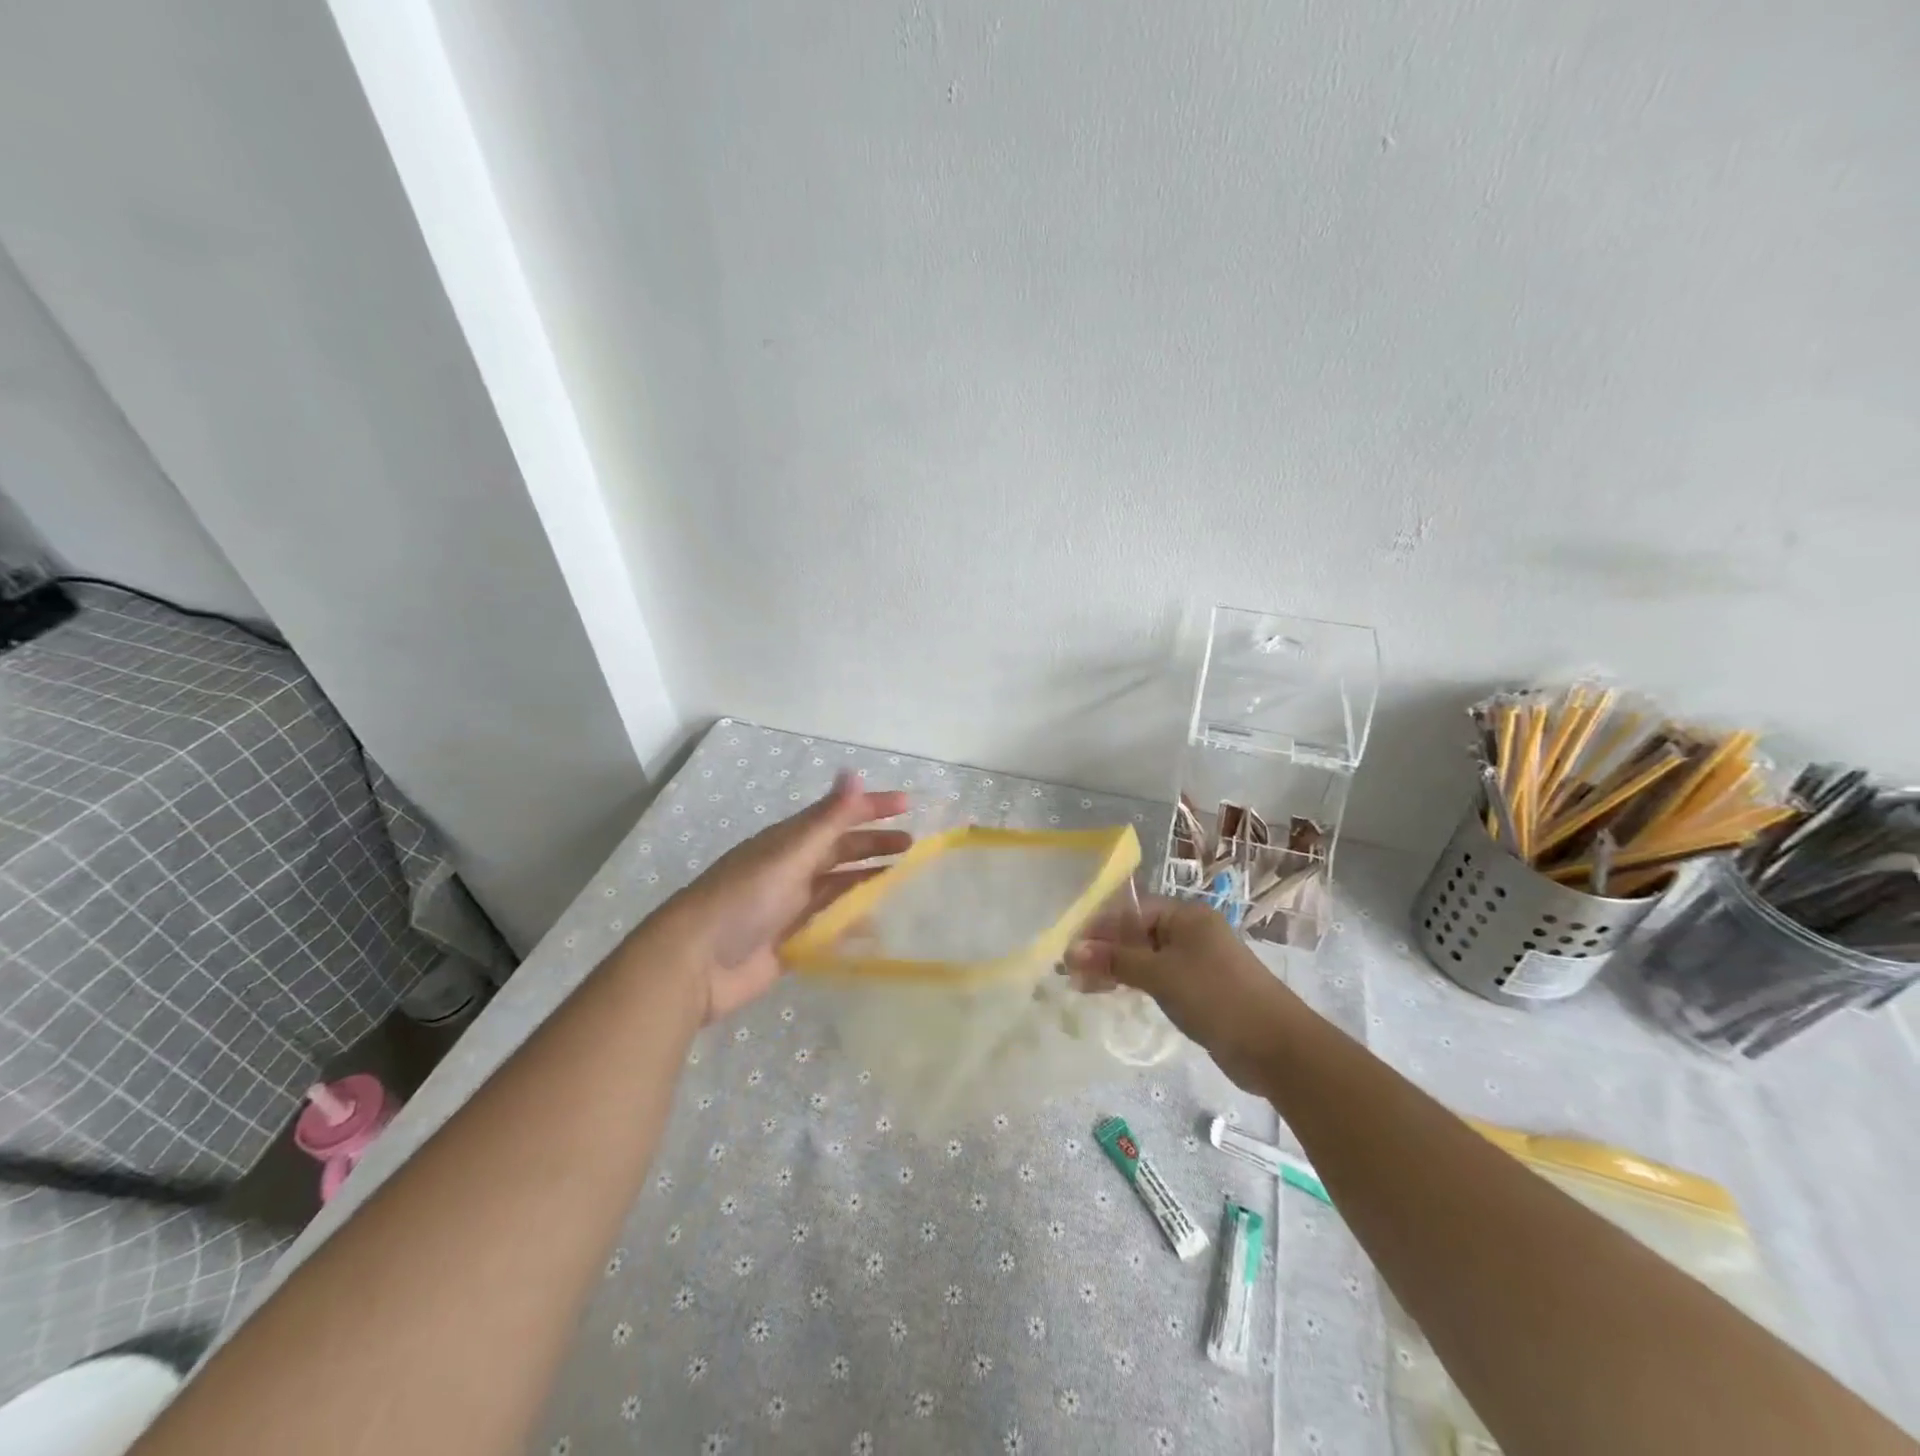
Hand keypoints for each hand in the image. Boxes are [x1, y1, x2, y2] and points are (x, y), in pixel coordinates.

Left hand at [650, 772, 909, 1021]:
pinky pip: (830, 927)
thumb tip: (854, 773)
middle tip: (913, 847)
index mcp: (789, 843)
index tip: (909, 805)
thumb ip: (826, 819)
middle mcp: (792, 870)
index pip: (838, 816)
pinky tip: (878, 927)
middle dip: (875, 844)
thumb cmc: (743, 899)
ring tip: (904, 882)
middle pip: (841, 851)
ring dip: (868, 882)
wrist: (695, 963)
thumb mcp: (789, 854)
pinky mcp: (791, 942)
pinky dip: (854, 924)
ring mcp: (791, 907)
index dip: (871, 807)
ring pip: (838, 888)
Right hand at [1068, 896, 1304, 1090]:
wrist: (1276, 1047)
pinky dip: (1134, 983)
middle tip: (1069, 972)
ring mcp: (1197, 961)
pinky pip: (1158, 978)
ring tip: (1082, 986)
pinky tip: (1112, 994)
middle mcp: (1191, 932)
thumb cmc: (1216, 997)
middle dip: (1103, 949)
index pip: (1130, 911)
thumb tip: (1072, 950)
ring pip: (1145, 957)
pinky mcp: (1200, 989)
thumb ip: (1116, 960)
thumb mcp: (1161, 975)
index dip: (1098, 928)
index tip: (1068, 948)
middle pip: (1136, 932)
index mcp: (1186, 916)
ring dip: (1115, 968)